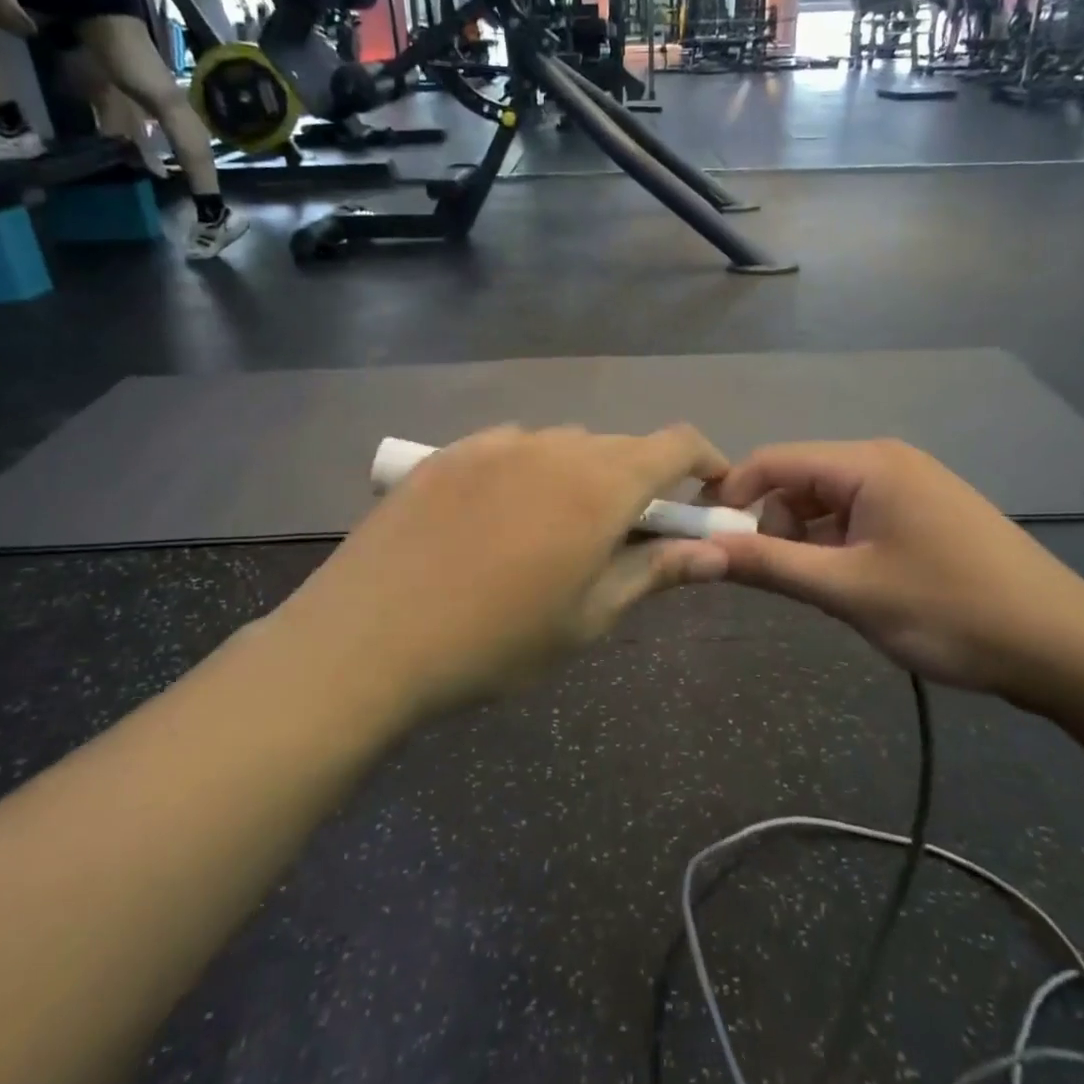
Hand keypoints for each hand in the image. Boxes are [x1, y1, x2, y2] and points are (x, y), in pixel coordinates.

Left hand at [284, 425, 730, 715]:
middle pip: (620, 446)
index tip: (709, 494)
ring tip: (557, 530)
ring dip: (582, 475)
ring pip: (564, 445)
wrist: (368, 638)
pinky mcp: (450, 451)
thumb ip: (654, 573)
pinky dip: (529, 471)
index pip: (676, 444)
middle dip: (641, 481)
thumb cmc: (495, 641)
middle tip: (628, 534)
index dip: (705, 461)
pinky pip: (511, 448)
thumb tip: (715, 554)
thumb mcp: (587, 618)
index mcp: (599, 485)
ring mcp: (495, 443)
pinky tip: (499, 517)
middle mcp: (553, 446)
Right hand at [709, 440, 1083, 699]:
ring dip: (805, 540)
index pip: (773, 460)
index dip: (731, 494)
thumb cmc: (950, 611)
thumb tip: (702, 550)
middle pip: (799, 480)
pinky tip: (848, 585)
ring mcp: (909, 487)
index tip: (704, 539)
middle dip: (771, 523)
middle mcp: (885, 461)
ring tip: (816, 590)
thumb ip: (771, 564)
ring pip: (827, 503)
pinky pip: (857, 519)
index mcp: (867, 464)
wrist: (1065, 648)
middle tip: (770, 578)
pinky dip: (836, 547)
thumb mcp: (850, 590)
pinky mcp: (924, 514)